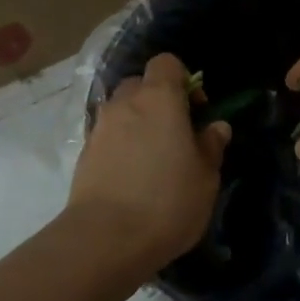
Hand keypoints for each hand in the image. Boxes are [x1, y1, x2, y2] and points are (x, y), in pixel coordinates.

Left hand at [70, 52, 230, 272]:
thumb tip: (216, 127)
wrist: (105, 238)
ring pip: (121, 109)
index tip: (196, 109)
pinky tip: (132, 176)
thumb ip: (211, 146)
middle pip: (141, 84)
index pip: (166, 62)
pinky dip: (120, 144)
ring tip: (153, 158)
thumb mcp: (206, 177)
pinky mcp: (84, 153)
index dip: (183, 78)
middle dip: (158, 99)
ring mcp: (100, 127)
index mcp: (159, 98)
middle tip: (175, 133)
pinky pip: (107, 135)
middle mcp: (125, 103)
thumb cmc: (167, 201)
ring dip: (137, 122)